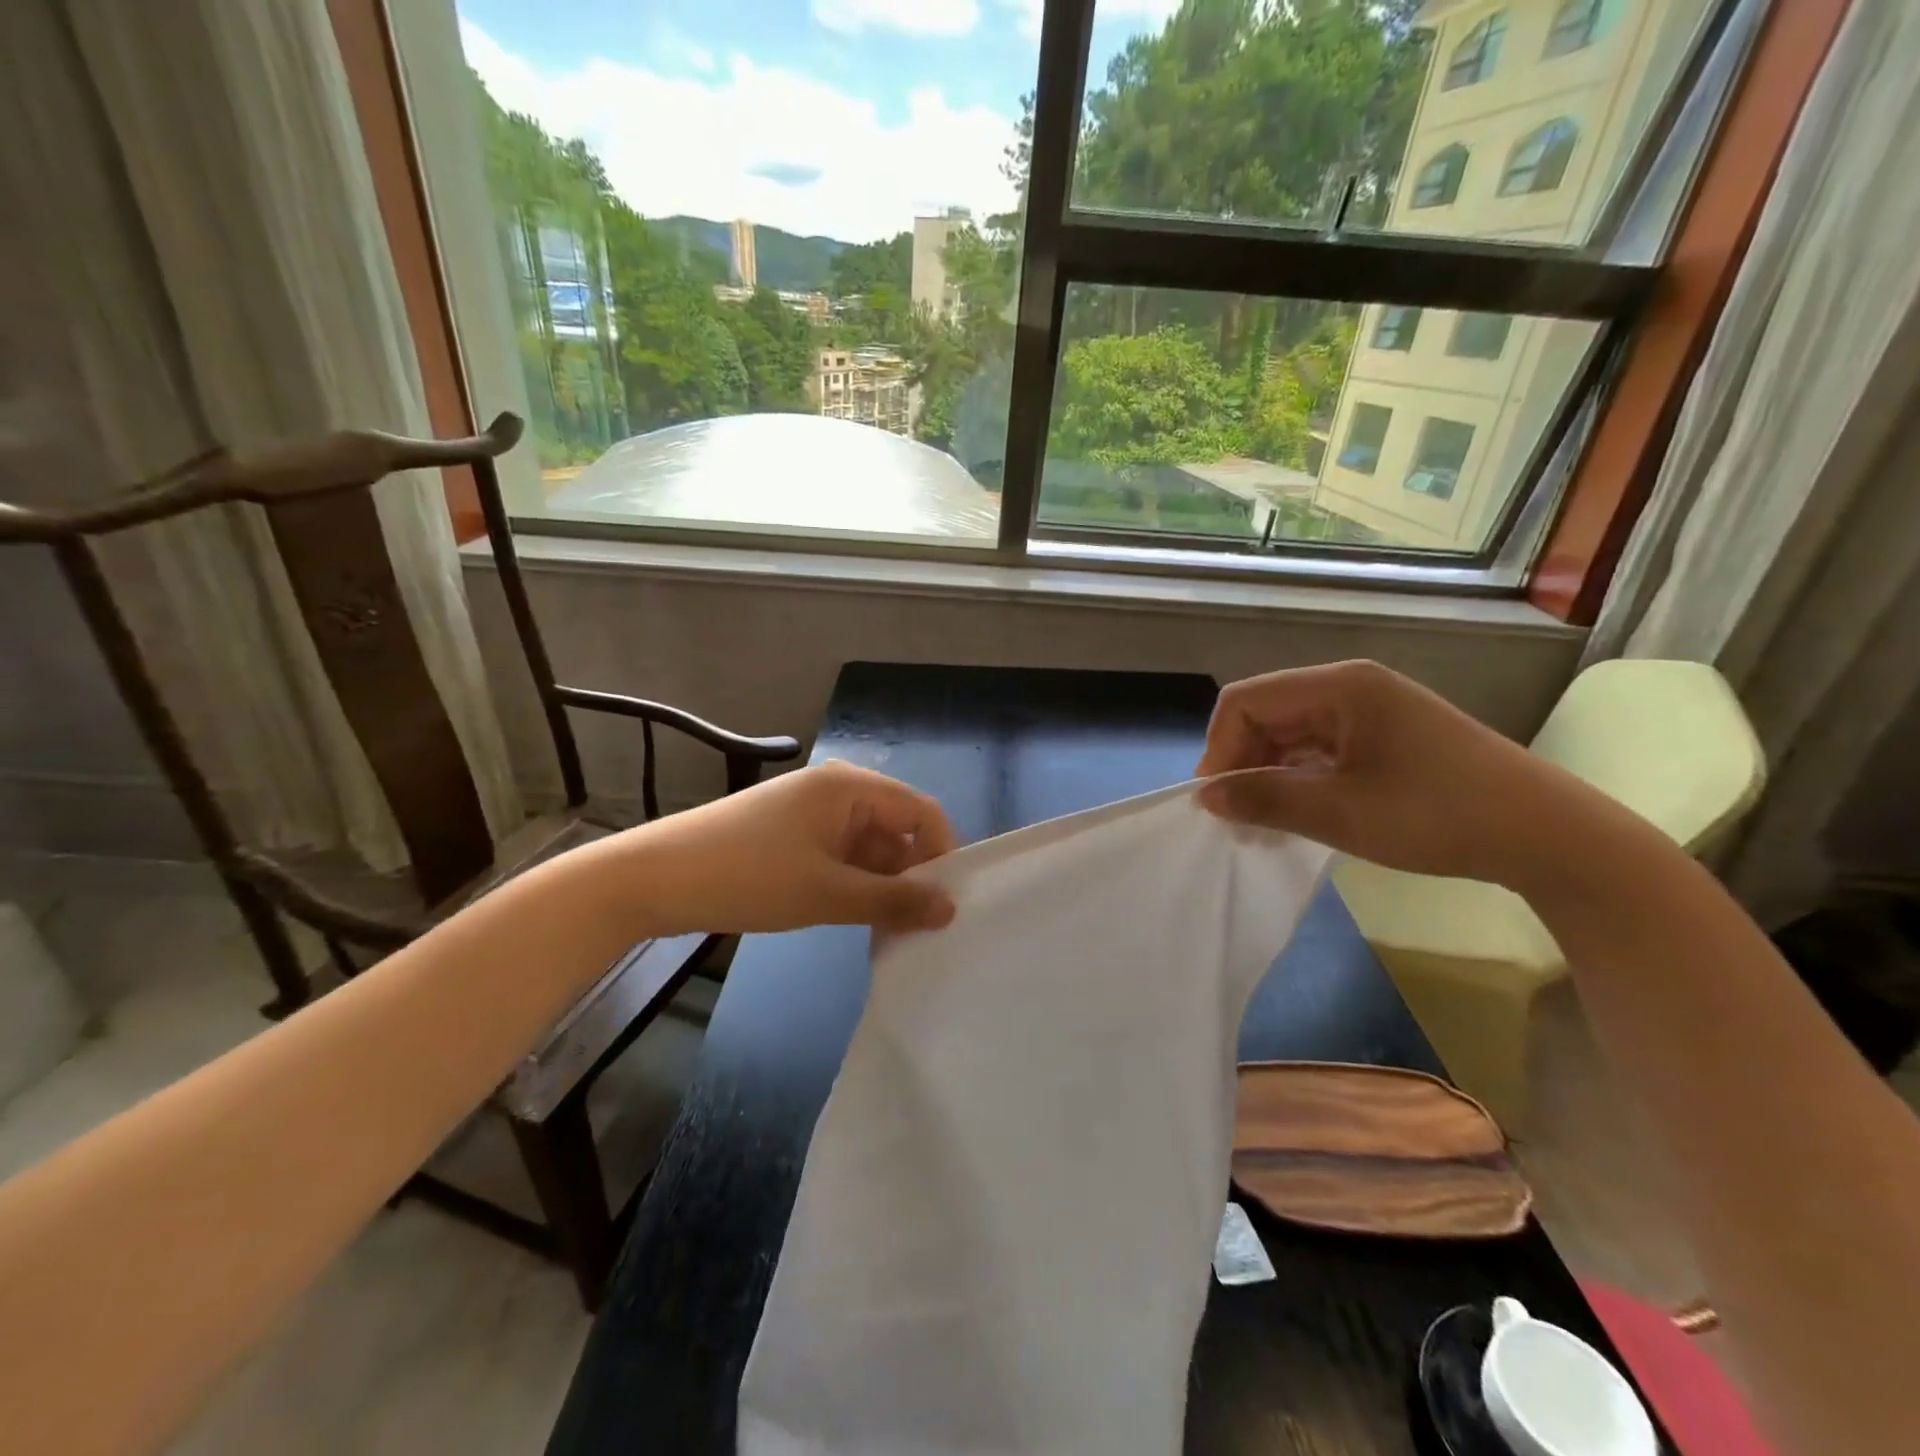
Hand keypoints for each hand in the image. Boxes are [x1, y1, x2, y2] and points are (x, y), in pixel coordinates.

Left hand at [632, 760, 958, 935]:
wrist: (652, 879)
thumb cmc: (746, 876)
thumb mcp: (826, 893)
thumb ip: (892, 900)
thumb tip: (950, 909)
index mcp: (850, 786)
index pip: (921, 812)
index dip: (941, 855)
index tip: (946, 905)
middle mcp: (837, 790)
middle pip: (897, 829)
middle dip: (910, 875)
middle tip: (918, 928)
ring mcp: (812, 812)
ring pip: (869, 847)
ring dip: (881, 885)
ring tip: (887, 931)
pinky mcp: (792, 834)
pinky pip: (841, 855)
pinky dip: (853, 883)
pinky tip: (853, 918)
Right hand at [1196, 660, 1571, 886]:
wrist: (1545, 835)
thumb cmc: (1437, 815)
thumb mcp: (1340, 812)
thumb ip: (1265, 799)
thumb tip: (1206, 796)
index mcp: (1339, 686)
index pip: (1246, 701)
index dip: (1220, 748)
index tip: (1216, 801)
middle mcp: (1350, 686)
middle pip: (1266, 713)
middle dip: (1242, 763)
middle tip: (1237, 818)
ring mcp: (1370, 709)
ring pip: (1290, 733)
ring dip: (1268, 773)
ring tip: (1264, 823)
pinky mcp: (1384, 734)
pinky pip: (1319, 747)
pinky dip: (1299, 777)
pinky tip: (1298, 812)